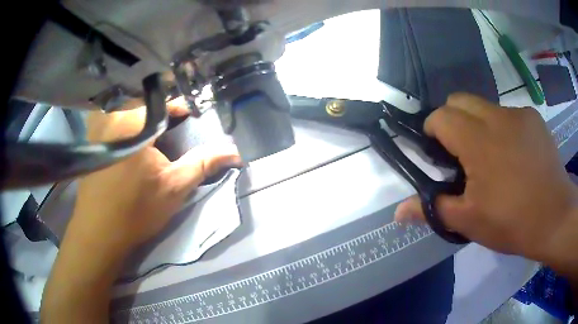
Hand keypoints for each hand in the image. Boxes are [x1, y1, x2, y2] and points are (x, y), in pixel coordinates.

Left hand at [68, 98, 240, 254]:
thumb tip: (234, 151)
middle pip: (143, 105)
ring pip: (126, 112)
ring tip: (150, 137)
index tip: (189, 116)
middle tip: (170, 131)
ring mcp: (96, 127)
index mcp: (131, 122)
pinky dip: (125, 128)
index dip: (179, 109)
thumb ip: (203, 163)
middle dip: (159, 115)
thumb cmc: (137, 210)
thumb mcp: (175, 186)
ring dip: (141, 120)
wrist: (100, 232)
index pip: (162, 104)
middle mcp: (110, 116)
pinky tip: (129, 145)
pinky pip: (111, 122)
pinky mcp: (90, 140)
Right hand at [394, 93, 577, 264]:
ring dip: (480, 125)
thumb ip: (433, 210)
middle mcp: (496, 117)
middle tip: (462, 153)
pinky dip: (504, 128)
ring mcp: (518, 114)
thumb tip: (397, 213)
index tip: (438, 152)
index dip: (433, 130)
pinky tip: (516, 156)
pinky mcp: (534, 118)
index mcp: (478, 141)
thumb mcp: (469, 222)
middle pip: (460, 99)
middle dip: (453, 120)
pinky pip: (509, 114)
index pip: (441, 116)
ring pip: (485, 106)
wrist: (555, 217)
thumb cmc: (512, 222)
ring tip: (494, 158)